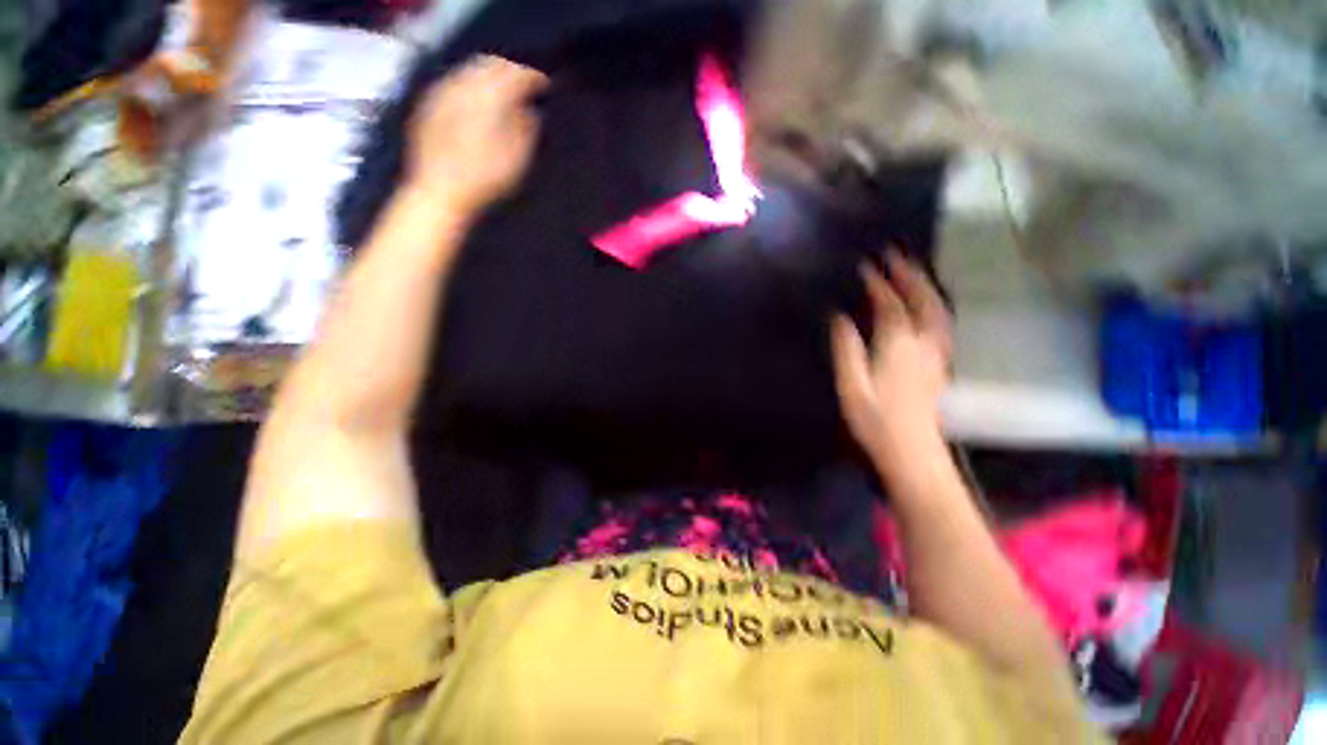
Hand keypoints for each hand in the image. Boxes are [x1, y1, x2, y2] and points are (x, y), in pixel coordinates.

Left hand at [405, 55, 547, 214]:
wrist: (439, 191)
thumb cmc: (485, 179)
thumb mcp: (518, 159)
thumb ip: (527, 128)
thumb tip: (531, 110)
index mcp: (491, 96)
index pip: (517, 74)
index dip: (534, 77)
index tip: (546, 86)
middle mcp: (465, 84)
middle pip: (492, 63)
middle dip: (510, 71)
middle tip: (524, 87)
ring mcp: (443, 91)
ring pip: (470, 70)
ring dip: (489, 76)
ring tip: (502, 94)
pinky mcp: (429, 103)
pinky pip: (455, 83)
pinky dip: (471, 87)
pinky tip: (477, 104)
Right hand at [832, 250, 951, 465]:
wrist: (911, 451)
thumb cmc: (875, 420)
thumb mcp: (851, 385)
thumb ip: (847, 348)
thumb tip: (839, 317)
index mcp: (898, 346)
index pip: (890, 306)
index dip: (878, 284)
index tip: (867, 265)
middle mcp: (923, 343)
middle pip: (923, 301)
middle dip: (910, 275)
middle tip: (897, 255)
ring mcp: (936, 354)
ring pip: (938, 311)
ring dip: (926, 286)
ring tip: (913, 271)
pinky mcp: (940, 365)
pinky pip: (942, 324)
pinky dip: (935, 305)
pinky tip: (927, 305)